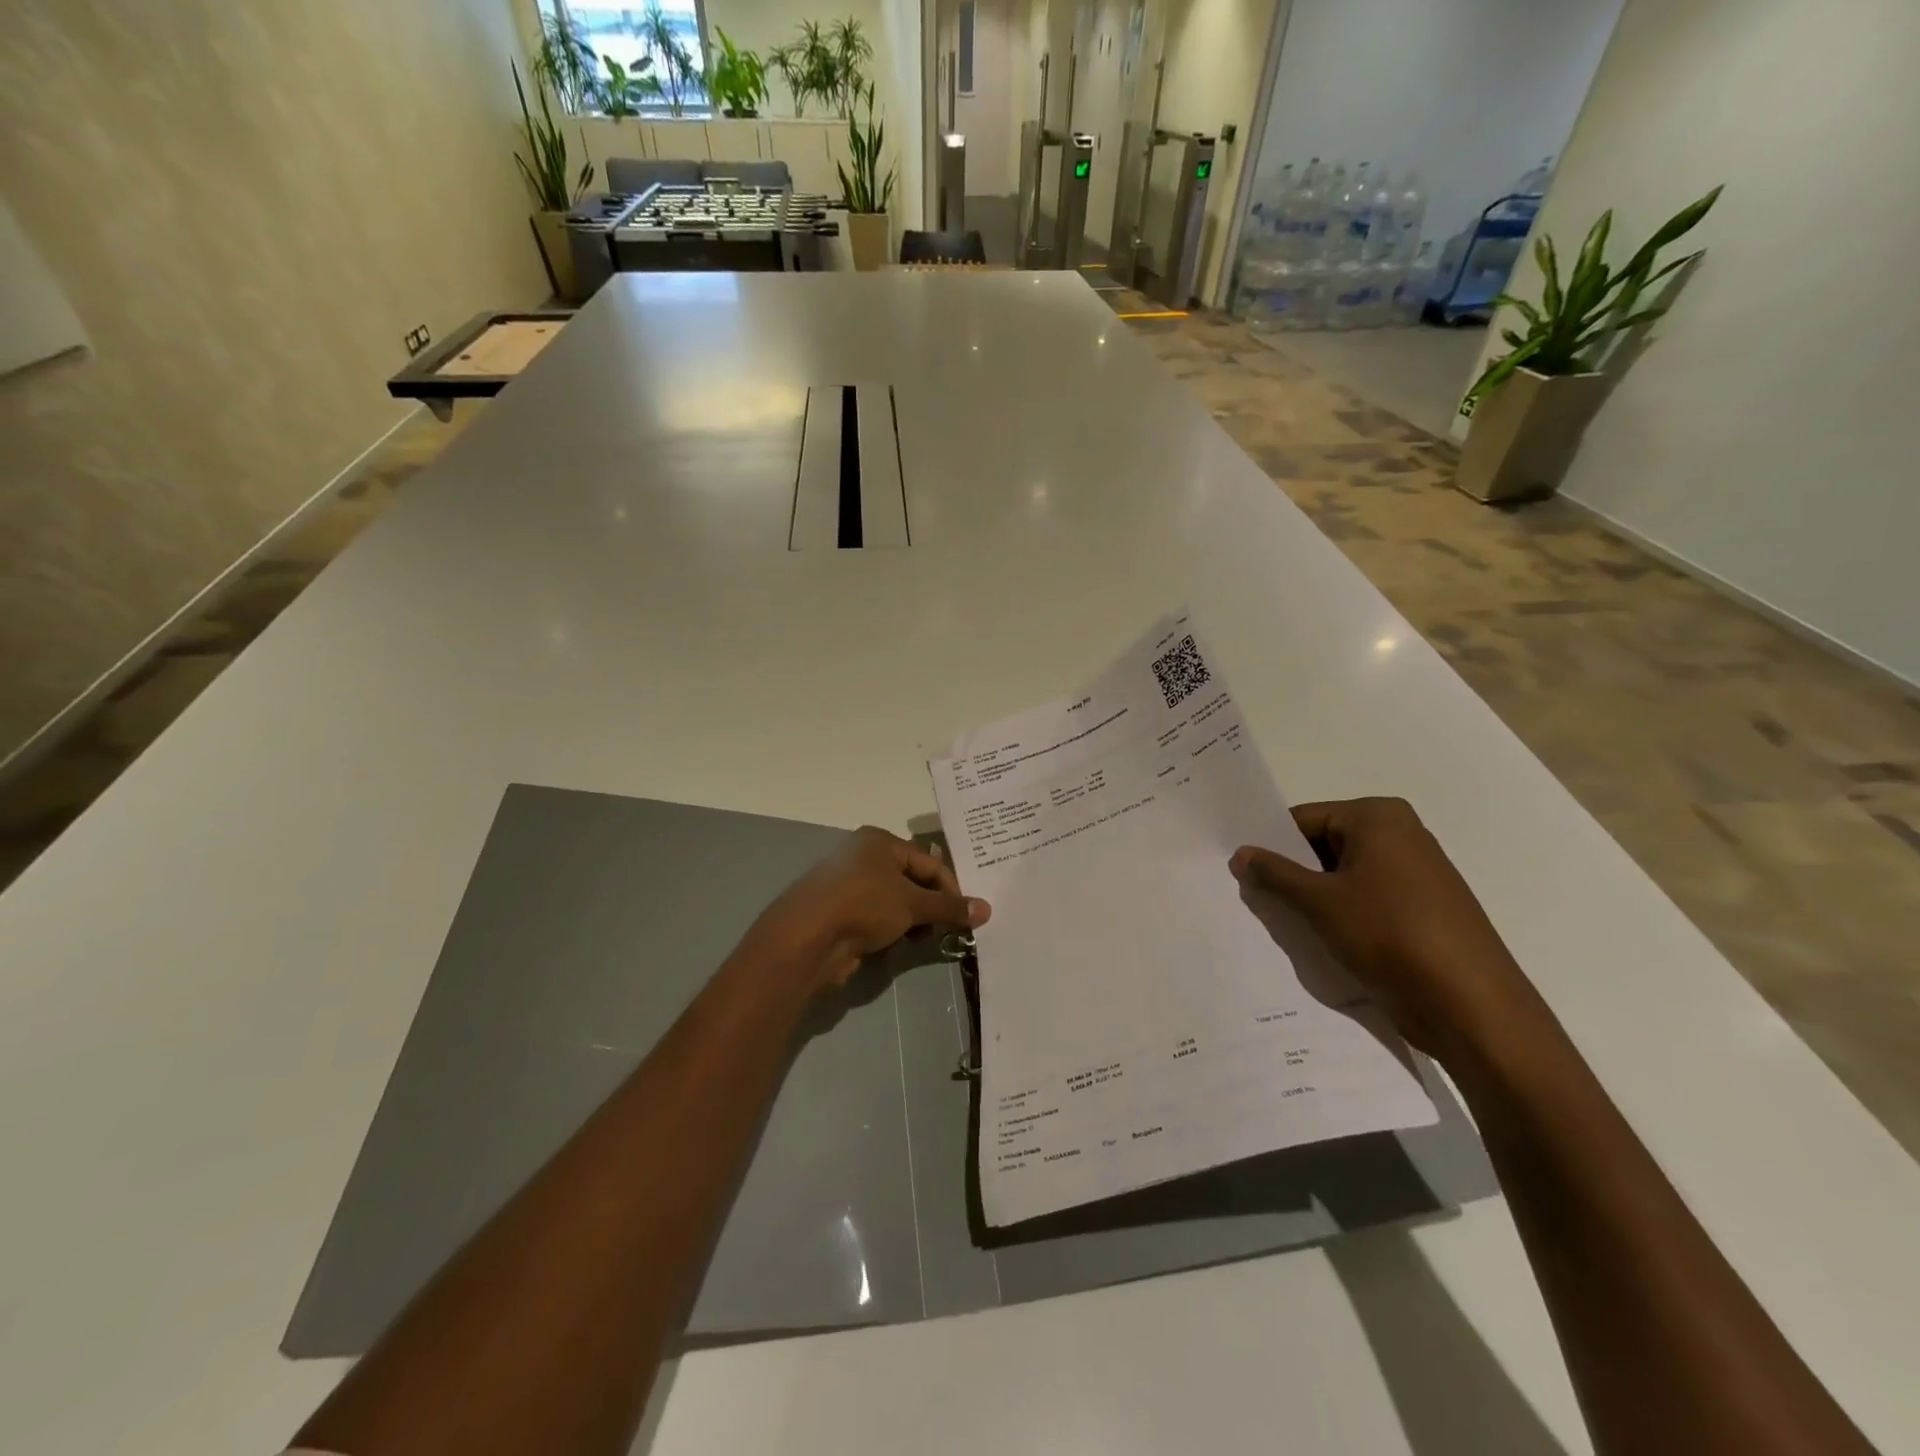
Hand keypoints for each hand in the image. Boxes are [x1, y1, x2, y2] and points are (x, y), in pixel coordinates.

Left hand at [748, 827, 990, 994]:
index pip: (929, 861)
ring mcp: (849, 885)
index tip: (967, 915)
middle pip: (912, 880)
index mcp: (879, 841)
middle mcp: (863, 857)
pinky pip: (877, 917)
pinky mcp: (840, 912)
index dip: (951, 888)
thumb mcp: (912, 904)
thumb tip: (987, 909)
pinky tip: (898, 945)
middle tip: (949, 929)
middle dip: (932, 905)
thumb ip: (949, 907)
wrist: (806, 937)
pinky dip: (892, 929)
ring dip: (913, 920)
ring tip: (924, 939)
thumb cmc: (863, 905)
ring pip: (894, 900)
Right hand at [1230, 797, 1552, 1065]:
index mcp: (1378, 817)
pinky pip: (1366, 899)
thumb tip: (1240, 854)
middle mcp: (1401, 834)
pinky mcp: (1422, 909)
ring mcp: (1416, 873)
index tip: (1239, 868)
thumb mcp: (1319, 901)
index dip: (1270, 844)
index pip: (1304, 819)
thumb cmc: (1389, 935)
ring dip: (1313, 897)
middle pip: (1324, 845)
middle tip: (1251, 896)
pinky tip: (1317, 938)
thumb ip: (1274, 874)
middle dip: (1291, 872)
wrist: (1471, 1005)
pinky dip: (1340, 914)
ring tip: (1280, 920)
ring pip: (1343, 876)